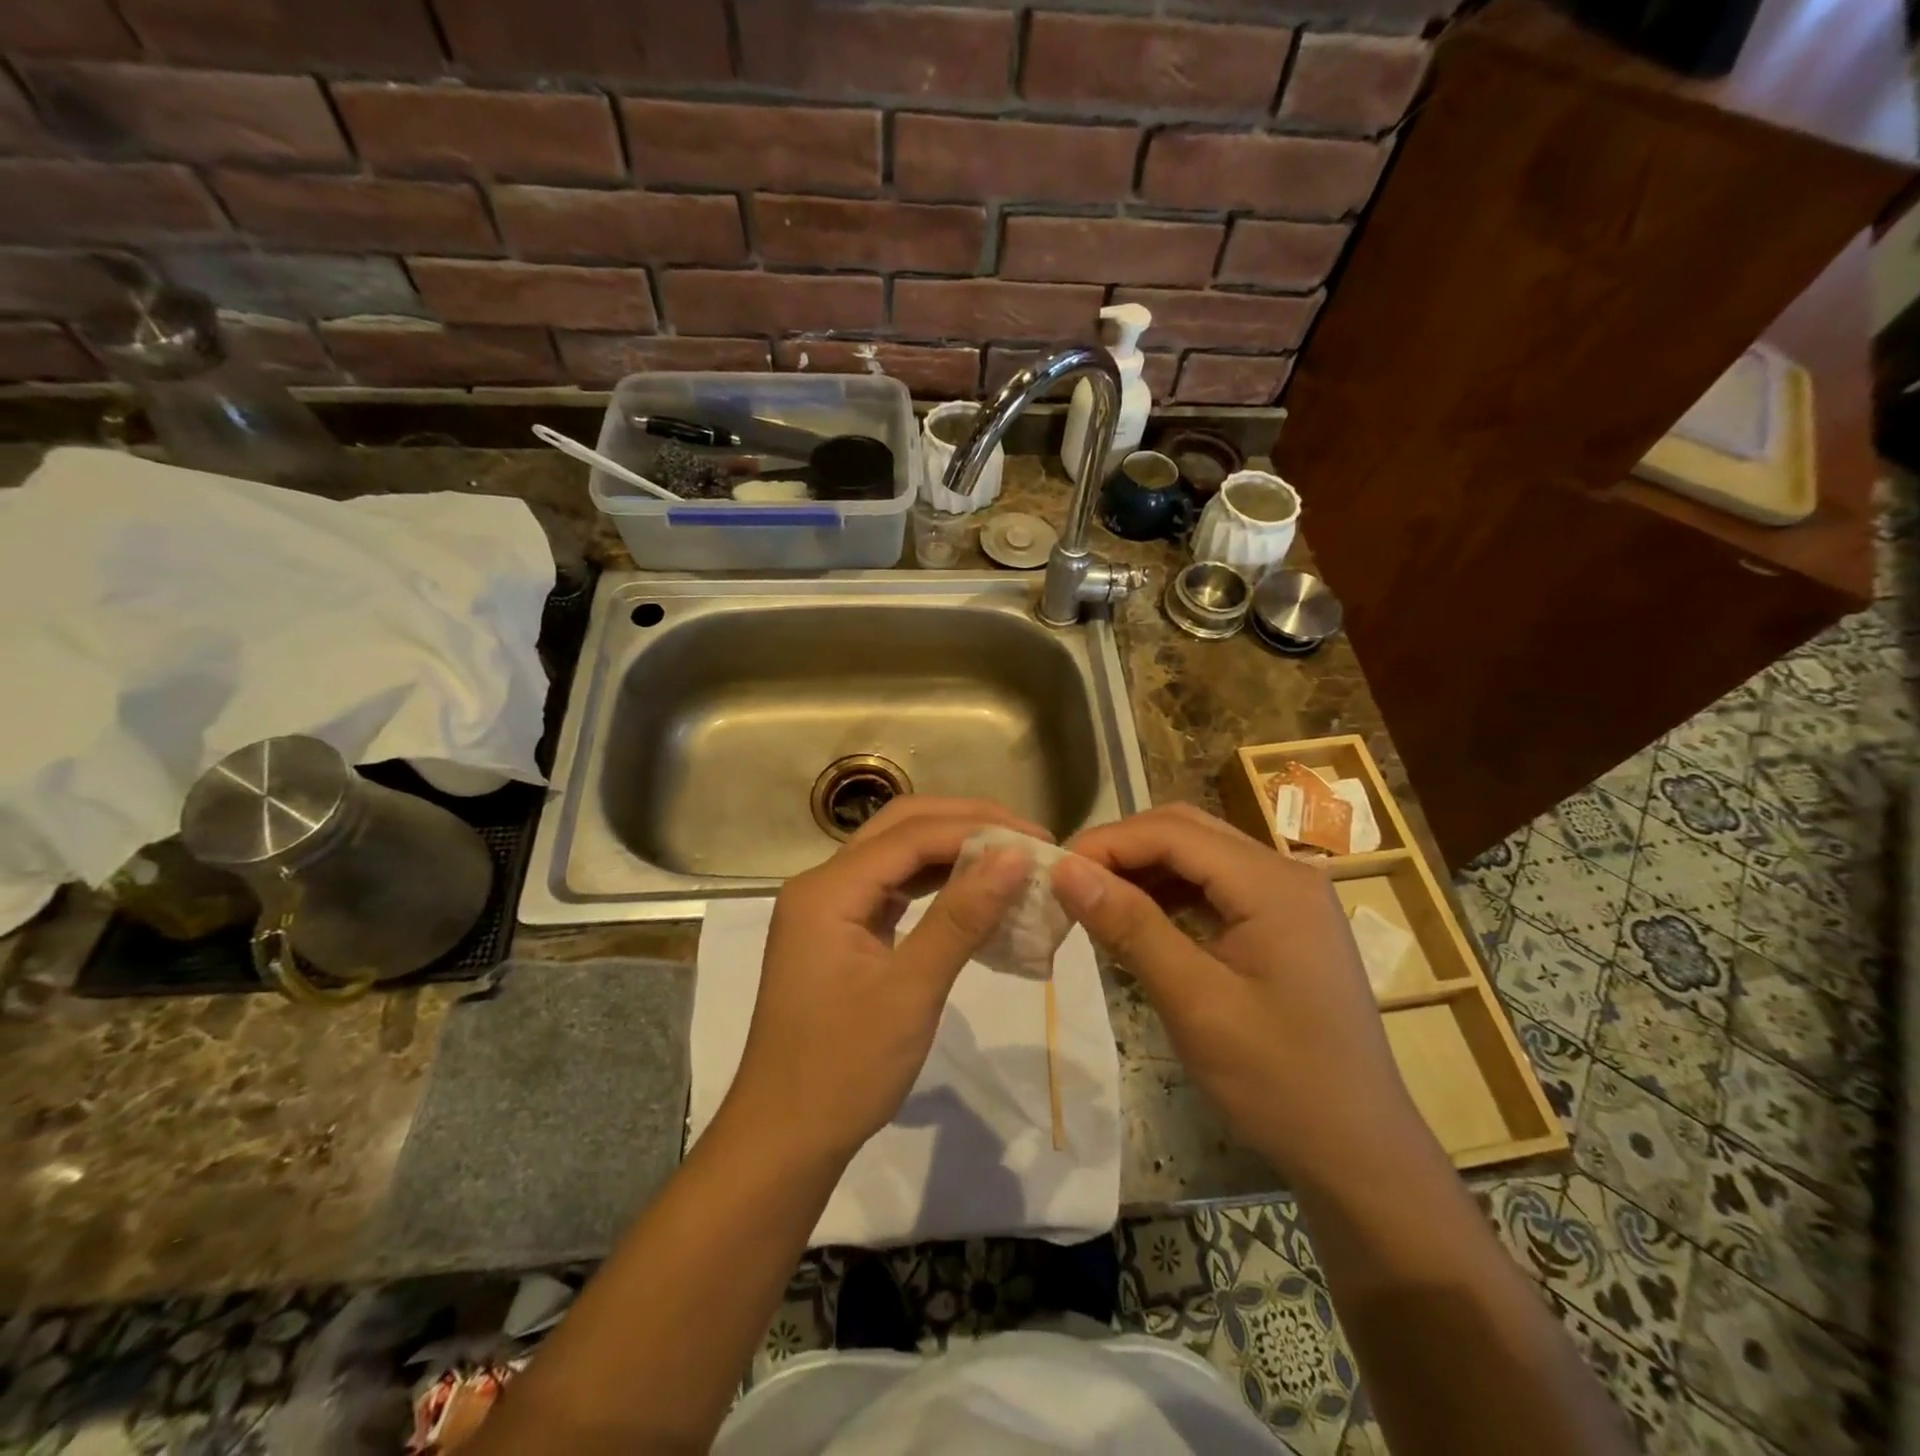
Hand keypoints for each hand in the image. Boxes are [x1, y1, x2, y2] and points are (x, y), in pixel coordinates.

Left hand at [721, 797, 1039, 1162]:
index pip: (911, 835)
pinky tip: (973, 892)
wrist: (785, 1139)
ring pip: (896, 856)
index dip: (978, 830)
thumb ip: (961, 917)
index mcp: (827, 890)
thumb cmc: (844, 1068)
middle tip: (1027, 838)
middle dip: (965, 825)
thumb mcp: (911, 990)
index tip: (1038, 842)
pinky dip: (935, 884)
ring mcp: (829, 909)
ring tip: (1010, 858)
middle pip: (900, 829)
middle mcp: (822, 884)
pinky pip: (892, 890)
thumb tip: (1015, 856)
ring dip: (952, 851)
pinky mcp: (841, 933)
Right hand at [1054, 805, 1432, 1186]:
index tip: (1055, 872)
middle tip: (1071, 885)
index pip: (1172, 831)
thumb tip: (1065, 870)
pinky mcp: (1284, 922)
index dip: (1107, 842)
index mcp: (1272, 883)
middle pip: (1186, 831)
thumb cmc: (1277, 1080)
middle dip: (1123, 850)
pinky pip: (1215, 886)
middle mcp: (1285, 872)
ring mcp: (1289, 897)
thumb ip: (1130, 927)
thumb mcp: (1194, 1002)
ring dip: (1144, 870)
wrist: (1359, 1152)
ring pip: (1199, 855)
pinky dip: (1170, 894)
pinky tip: (1139, 923)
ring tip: (1096, 904)